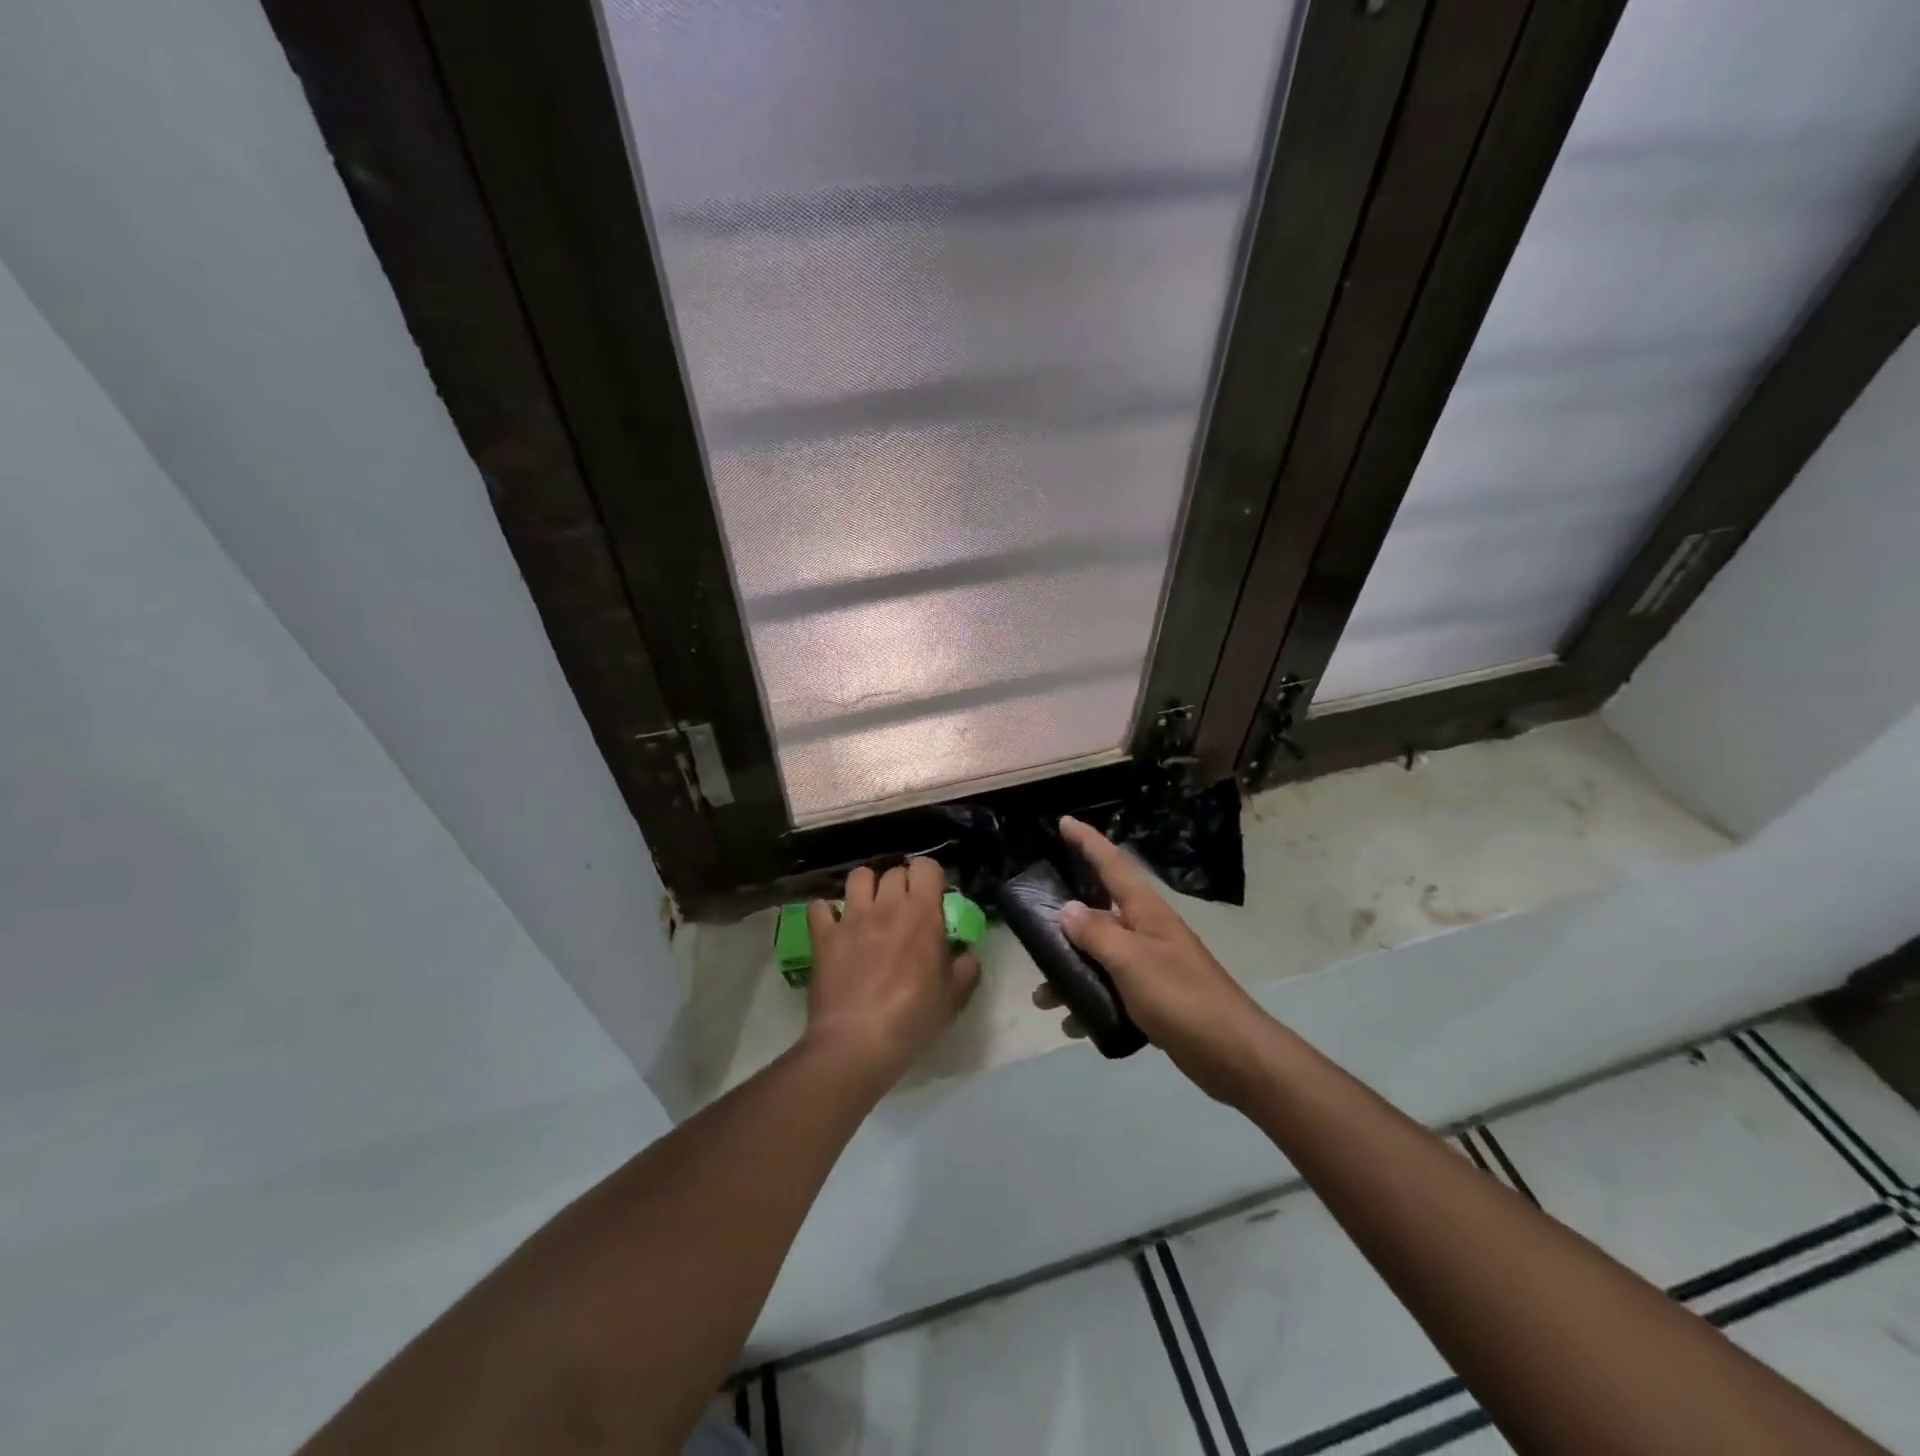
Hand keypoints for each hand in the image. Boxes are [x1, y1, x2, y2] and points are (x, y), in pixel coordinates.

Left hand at [803, 858, 979, 1089]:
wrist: (858, 1041)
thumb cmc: (914, 1016)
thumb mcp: (954, 996)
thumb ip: (966, 968)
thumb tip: (967, 953)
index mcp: (921, 913)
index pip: (926, 866)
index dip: (930, 877)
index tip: (933, 897)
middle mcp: (886, 905)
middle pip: (893, 872)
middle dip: (901, 883)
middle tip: (905, 908)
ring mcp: (851, 918)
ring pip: (857, 877)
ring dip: (866, 887)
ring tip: (870, 908)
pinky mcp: (823, 936)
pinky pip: (819, 908)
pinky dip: (826, 913)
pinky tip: (834, 926)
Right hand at [1035, 817, 1272, 1102]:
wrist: (1232, 1053)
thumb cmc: (1180, 997)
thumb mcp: (1130, 961)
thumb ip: (1095, 933)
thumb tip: (1067, 909)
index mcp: (1145, 911)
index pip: (1112, 864)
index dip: (1087, 841)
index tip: (1063, 823)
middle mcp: (1146, 931)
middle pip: (1098, 912)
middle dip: (1064, 922)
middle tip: (1032, 929)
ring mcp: (1151, 965)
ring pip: (1099, 957)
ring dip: (1070, 972)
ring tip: (1043, 998)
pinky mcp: (1153, 998)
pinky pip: (1110, 990)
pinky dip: (1089, 1003)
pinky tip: (1073, 1024)